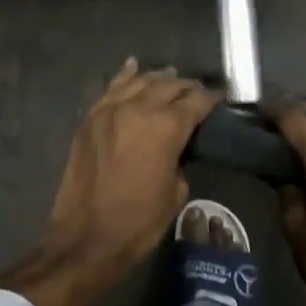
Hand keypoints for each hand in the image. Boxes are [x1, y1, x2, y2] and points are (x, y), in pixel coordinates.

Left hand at [0, 60, 218, 305]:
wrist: (86, 238)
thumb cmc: (138, 222)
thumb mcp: (176, 193)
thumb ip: (179, 160)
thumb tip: (175, 148)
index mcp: (166, 127)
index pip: (196, 101)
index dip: (211, 98)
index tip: (220, 98)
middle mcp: (139, 108)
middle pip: (169, 85)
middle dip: (186, 87)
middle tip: (196, 93)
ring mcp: (110, 110)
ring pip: (140, 81)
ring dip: (158, 79)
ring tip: (170, 79)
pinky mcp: (90, 119)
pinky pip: (111, 88)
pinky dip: (125, 76)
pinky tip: (133, 67)